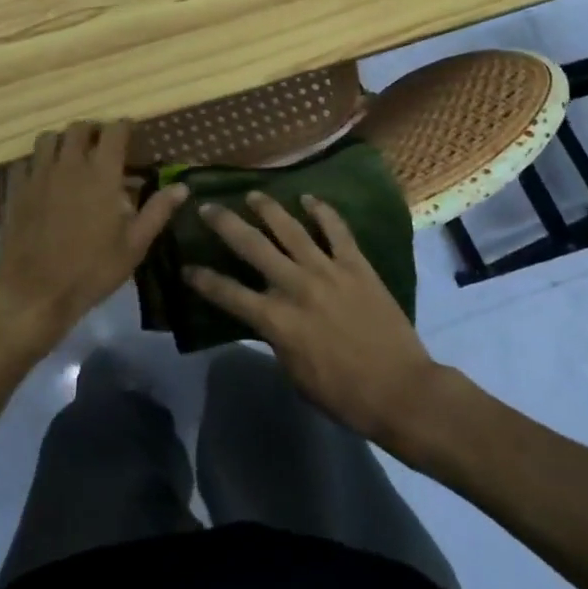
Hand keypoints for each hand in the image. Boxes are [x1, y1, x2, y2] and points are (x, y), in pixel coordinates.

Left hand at [0, 121, 187, 347]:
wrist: (34, 294)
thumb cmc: (91, 271)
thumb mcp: (134, 246)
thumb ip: (157, 211)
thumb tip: (182, 186)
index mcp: (102, 173)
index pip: (114, 131)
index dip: (124, 127)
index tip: (131, 134)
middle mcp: (69, 164)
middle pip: (79, 127)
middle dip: (93, 131)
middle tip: (102, 147)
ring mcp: (38, 175)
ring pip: (49, 138)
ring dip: (63, 141)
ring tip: (71, 158)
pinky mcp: (16, 190)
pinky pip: (25, 162)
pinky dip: (36, 163)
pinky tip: (43, 179)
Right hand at [186, 192, 440, 444]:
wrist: (401, 390)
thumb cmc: (344, 394)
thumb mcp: (295, 374)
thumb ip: (276, 339)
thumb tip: (266, 317)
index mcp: (277, 320)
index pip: (228, 293)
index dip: (203, 280)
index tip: (186, 267)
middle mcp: (296, 286)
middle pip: (252, 246)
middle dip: (225, 224)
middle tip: (208, 207)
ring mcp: (328, 271)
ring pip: (290, 229)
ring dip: (268, 209)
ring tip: (252, 194)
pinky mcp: (356, 265)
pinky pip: (336, 230)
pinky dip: (322, 212)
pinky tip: (309, 199)